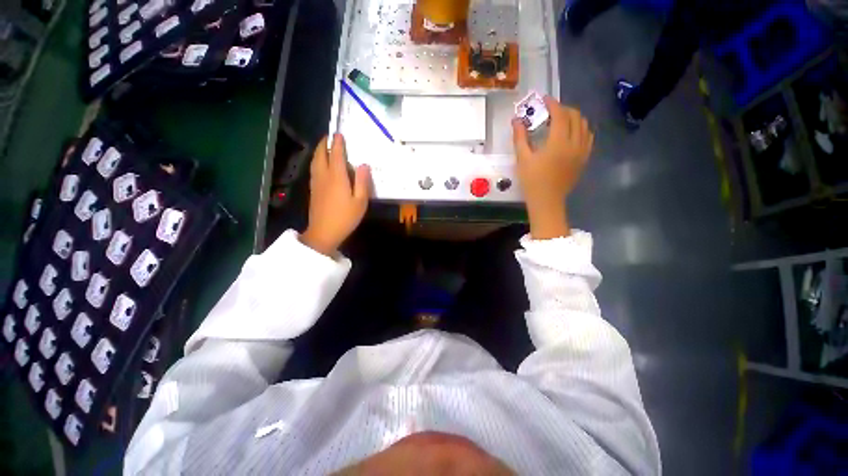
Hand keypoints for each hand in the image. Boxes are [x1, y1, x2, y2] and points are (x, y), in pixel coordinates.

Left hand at [301, 134, 370, 255]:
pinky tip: (320, 166)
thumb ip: (363, 182)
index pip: (336, 155)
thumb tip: (364, 165)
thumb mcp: (360, 201)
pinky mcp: (313, 190)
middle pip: (320, 155)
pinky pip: (314, 170)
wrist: (324, 232)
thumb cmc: (345, 217)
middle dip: (324, 144)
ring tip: (323, 147)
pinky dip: (316, 162)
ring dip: (318, 152)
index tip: (339, 134)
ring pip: (315, 162)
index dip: (337, 143)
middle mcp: (324, 176)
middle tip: (329, 137)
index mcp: (337, 177)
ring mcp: (316, 183)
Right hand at [512, 96, 593, 239]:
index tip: (544, 99)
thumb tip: (516, 120)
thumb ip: (520, 138)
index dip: (552, 104)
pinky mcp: (584, 158)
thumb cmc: (532, 181)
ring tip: (561, 121)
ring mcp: (582, 151)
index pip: (560, 115)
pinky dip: (581, 129)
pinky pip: (588, 137)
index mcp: (558, 142)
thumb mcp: (522, 159)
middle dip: (563, 109)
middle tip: (550, 111)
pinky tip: (572, 133)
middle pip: (575, 116)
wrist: (547, 200)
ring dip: (573, 118)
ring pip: (584, 125)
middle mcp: (574, 143)